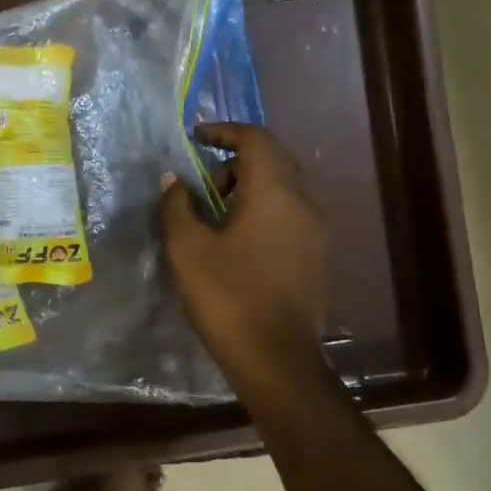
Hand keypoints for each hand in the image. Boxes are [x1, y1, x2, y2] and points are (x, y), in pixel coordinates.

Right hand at [160, 123, 330, 408]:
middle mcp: (304, 203)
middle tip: (202, 182)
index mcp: (275, 193)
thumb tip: (173, 180)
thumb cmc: (227, 296)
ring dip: (250, 187)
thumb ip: (178, 205)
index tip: (196, 138)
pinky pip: (290, 214)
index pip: (256, 139)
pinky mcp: (317, 257)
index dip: (225, 131)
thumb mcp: (188, 247)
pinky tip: (238, 240)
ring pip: (284, 189)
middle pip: (273, 160)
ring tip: (215, 214)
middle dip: (235, 161)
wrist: (276, 360)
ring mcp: (316, 232)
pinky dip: (263, 210)